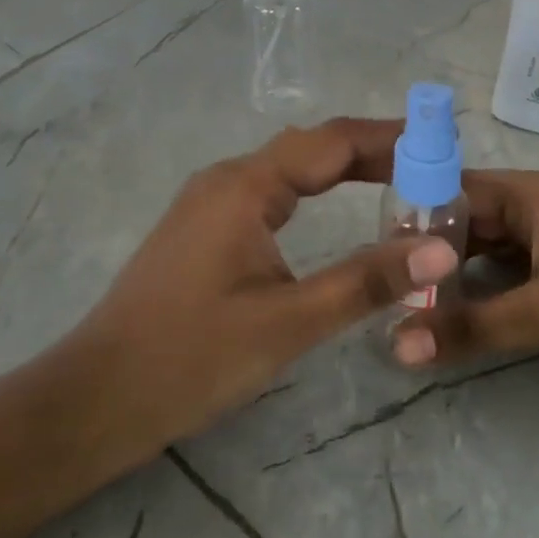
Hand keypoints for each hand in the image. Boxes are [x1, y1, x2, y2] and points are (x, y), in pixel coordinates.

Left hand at [58, 119, 457, 454]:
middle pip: (312, 147)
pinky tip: (334, 210)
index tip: (443, 146)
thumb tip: (442, 250)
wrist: (95, 399)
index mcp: (246, 186)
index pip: (333, 141)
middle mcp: (227, 179)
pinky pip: (271, 191)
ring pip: (290, 168)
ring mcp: (210, 201)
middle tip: (432, 170)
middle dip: (373, 152)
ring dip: (344, 169)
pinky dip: (315, 191)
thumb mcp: (290, 321)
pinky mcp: (204, 228)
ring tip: (399, 183)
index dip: (391, 138)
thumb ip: (367, 281)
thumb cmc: (192, 358)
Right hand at [394, 168, 538, 402]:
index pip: (459, 187)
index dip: (416, 215)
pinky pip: (518, 277)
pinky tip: (457, 321)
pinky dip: (490, 296)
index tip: (372, 251)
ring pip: (495, 252)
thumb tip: (393, 346)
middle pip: (474, 221)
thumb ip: (469, 328)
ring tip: (407, 309)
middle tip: (382, 290)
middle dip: (432, 255)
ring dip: (459, 279)